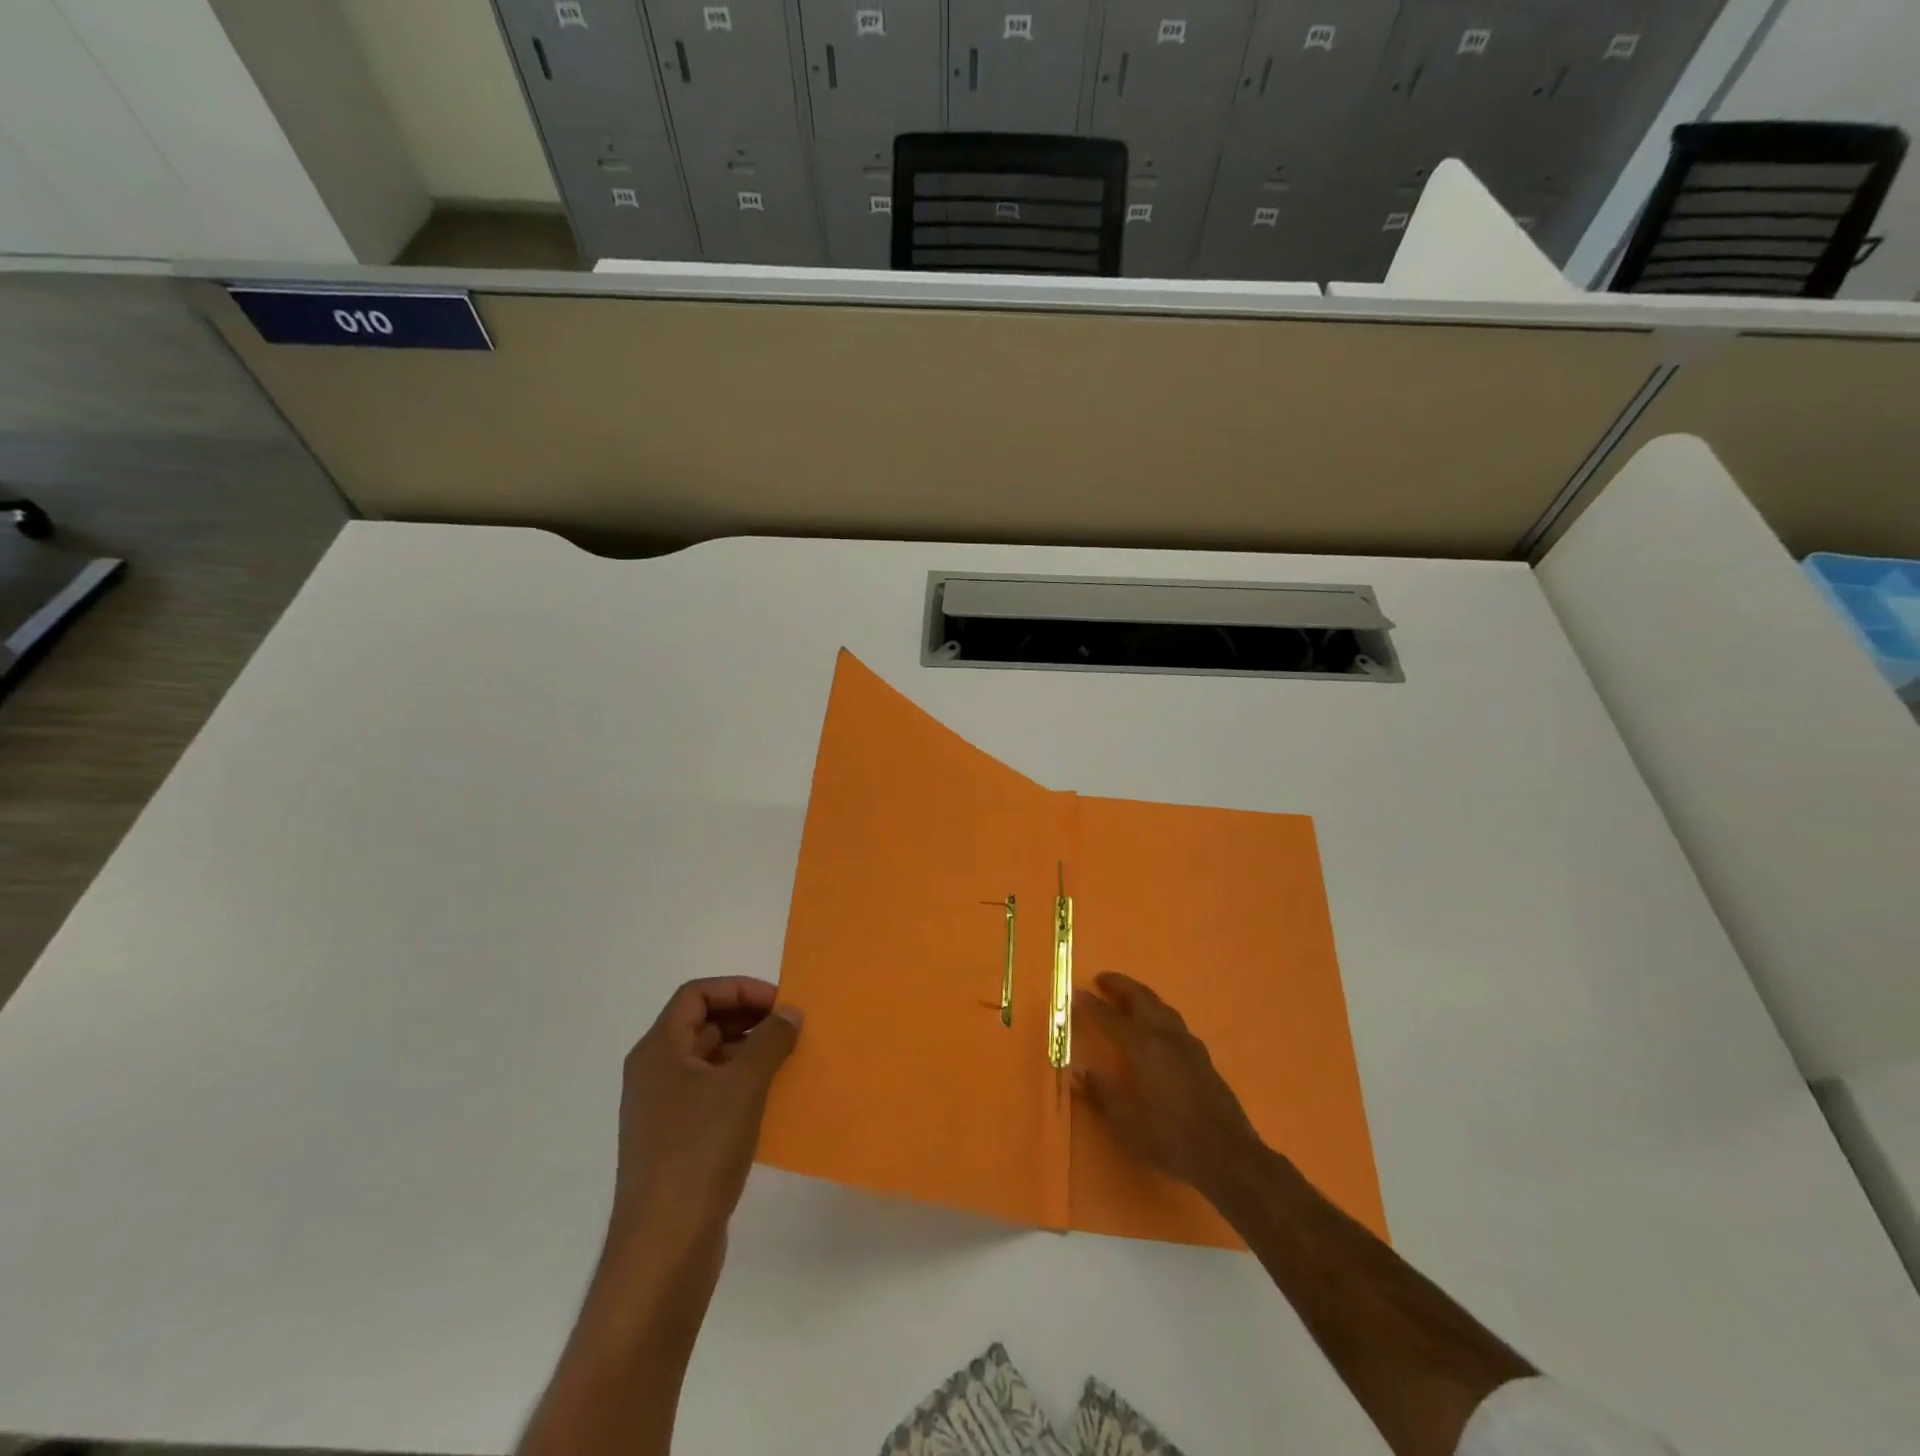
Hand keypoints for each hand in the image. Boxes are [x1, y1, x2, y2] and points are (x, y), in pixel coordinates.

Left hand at [608, 977, 802, 1267]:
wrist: (664, 1247)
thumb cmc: (700, 1151)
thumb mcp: (743, 1086)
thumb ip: (770, 1040)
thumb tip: (789, 1013)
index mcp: (659, 1051)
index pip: (696, 995)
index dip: (738, 989)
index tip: (778, 1003)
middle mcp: (655, 1073)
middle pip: (702, 1024)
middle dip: (747, 1018)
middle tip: (789, 1027)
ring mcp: (663, 1110)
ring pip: (709, 1060)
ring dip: (747, 1051)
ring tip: (787, 1059)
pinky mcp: (675, 1142)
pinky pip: (711, 1094)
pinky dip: (740, 1084)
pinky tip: (772, 1099)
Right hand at [1075, 971, 1263, 1201]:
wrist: (1226, 1153)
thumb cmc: (1169, 1137)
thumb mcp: (1126, 1121)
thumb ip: (1100, 1092)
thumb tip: (1080, 1071)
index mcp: (1142, 1047)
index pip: (1110, 1017)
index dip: (1091, 1004)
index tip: (1076, 991)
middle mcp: (1164, 1036)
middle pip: (1141, 998)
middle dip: (1120, 984)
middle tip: (1102, 978)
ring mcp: (1187, 1044)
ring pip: (1161, 1006)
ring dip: (1142, 995)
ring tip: (1128, 996)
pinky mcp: (1202, 1055)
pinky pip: (1175, 1022)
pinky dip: (1159, 1013)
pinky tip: (1159, 1026)